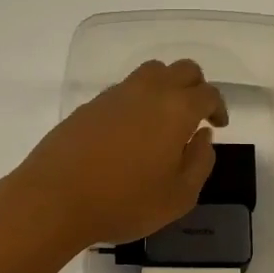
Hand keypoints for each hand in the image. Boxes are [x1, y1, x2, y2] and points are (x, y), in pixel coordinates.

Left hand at [11, 59, 226, 250]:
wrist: (55, 198)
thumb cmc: (124, 202)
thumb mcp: (178, 196)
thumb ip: (200, 163)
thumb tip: (203, 137)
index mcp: (176, 109)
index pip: (208, 93)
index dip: (218, 107)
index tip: (217, 126)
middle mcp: (148, 91)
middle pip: (182, 69)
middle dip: (196, 87)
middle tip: (196, 115)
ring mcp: (115, 94)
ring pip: (151, 72)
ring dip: (165, 87)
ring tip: (163, 119)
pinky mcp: (90, 105)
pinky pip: (124, 89)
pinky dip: (137, 100)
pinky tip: (131, 131)